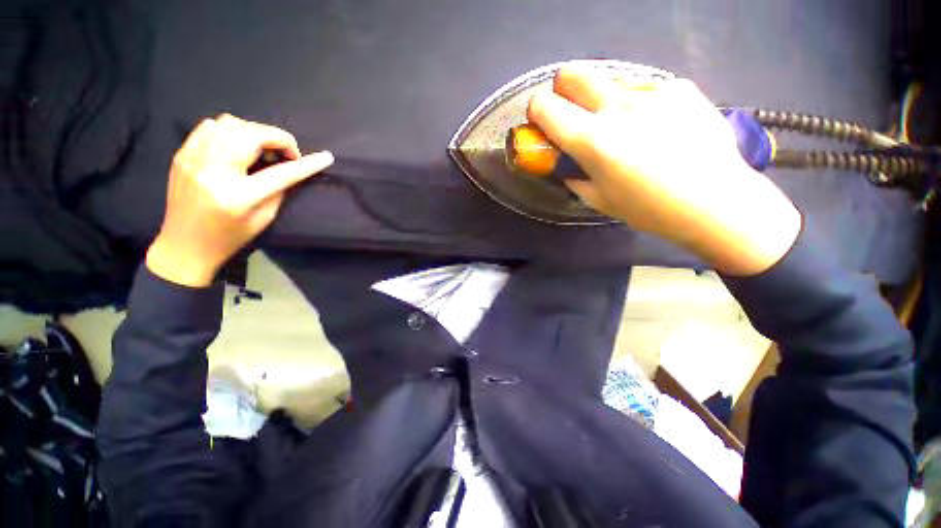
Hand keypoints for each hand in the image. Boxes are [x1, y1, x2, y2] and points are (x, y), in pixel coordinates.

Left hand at [146, 114, 333, 286]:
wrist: (183, 245)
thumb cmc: (229, 237)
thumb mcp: (263, 219)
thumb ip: (277, 190)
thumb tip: (287, 167)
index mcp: (239, 196)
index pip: (281, 173)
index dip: (307, 164)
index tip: (326, 157)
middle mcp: (214, 172)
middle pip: (252, 136)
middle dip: (279, 138)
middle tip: (287, 153)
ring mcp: (194, 160)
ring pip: (230, 124)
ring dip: (255, 132)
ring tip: (262, 148)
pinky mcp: (182, 155)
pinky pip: (209, 126)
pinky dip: (230, 130)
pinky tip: (237, 145)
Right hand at [527, 68, 800, 275]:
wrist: (715, 200)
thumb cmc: (648, 209)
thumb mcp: (598, 200)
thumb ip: (573, 176)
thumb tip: (564, 163)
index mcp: (592, 140)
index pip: (545, 106)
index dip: (537, 111)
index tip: (542, 122)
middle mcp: (617, 107)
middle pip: (574, 74)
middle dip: (563, 88)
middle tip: (572, 110)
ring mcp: (651, 91)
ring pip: (609, 81)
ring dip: (603, 99)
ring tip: (624, 125)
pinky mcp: (678, 87)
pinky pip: (643, 88)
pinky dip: (636, 102)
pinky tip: (655, 124)